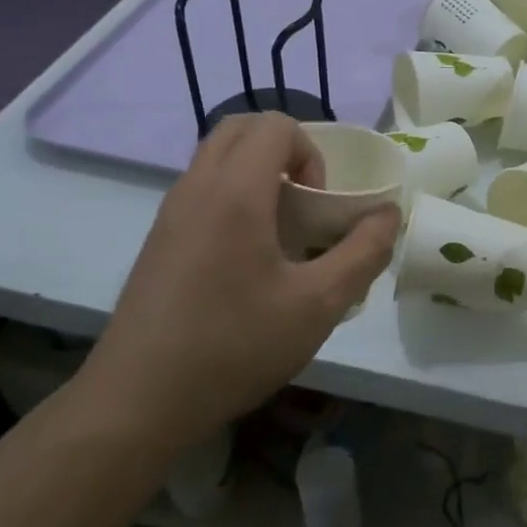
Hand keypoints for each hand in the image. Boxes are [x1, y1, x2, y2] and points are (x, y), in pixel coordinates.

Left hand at [85, 113, 399, 447]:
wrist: (138, 401)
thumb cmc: (234, 346)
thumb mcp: (318, 305)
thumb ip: (363, 253)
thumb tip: (389, 214)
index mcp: (235, 191)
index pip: (275, 125)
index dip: (311, 153)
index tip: (318, 206)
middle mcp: (196, 187)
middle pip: (241, 128)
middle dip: (284, 151)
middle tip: (304, 205)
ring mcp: (170, 212)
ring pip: (217, 157)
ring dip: (257, 173)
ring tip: (280, 233)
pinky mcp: (158, 239)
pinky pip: (201, 189)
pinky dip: (233, 196)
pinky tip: (247, 261)